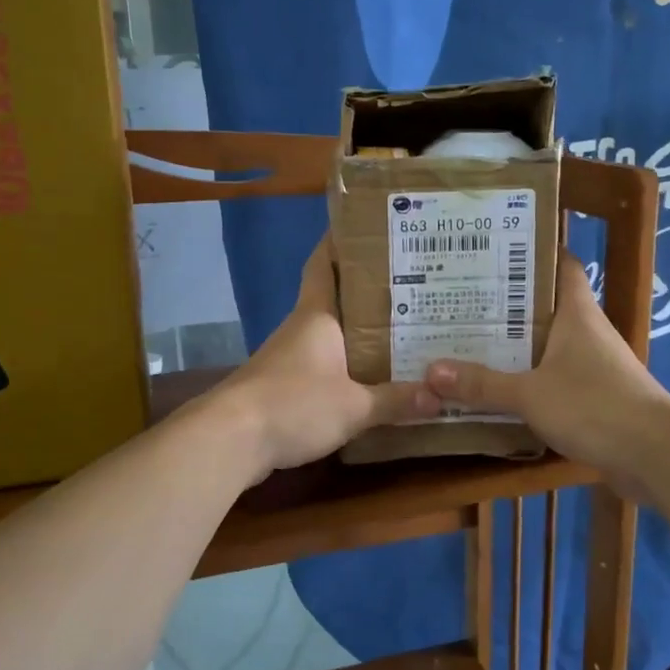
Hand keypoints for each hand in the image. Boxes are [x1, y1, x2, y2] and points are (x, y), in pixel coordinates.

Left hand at [211, 237, 439, 483]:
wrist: (230, 440)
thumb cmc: (293, 404)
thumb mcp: (354, 406)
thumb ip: (395, 400)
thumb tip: (439, 395)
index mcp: (316, 315)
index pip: (324, 263)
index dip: (340, 242)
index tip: (368, 228)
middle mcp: (301, 328)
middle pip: (334, 298)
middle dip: (368, 292)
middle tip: (412, 287)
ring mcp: (287, 357)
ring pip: (330, 334)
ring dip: (359, 332)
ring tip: (402, 332)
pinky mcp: (281, 386)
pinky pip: (322, 366)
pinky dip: (346, 366)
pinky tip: (370, 380)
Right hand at [424, 252, 669, 489]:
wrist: (655, 455)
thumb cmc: (594, 406)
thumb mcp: (530, 394)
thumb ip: (482, 384)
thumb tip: (431, 371)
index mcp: (577, 312)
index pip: (561, 264)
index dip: (533, 252)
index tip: (493, 250)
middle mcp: (587, 331)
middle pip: (546, 305)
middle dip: (507, 302)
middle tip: (462, 299)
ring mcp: (594, 364)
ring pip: (548, 344)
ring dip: (516, 344)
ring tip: (469, 340)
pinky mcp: (595, 396)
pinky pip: (554, 377)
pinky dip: (529, 378)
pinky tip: (499, 388)